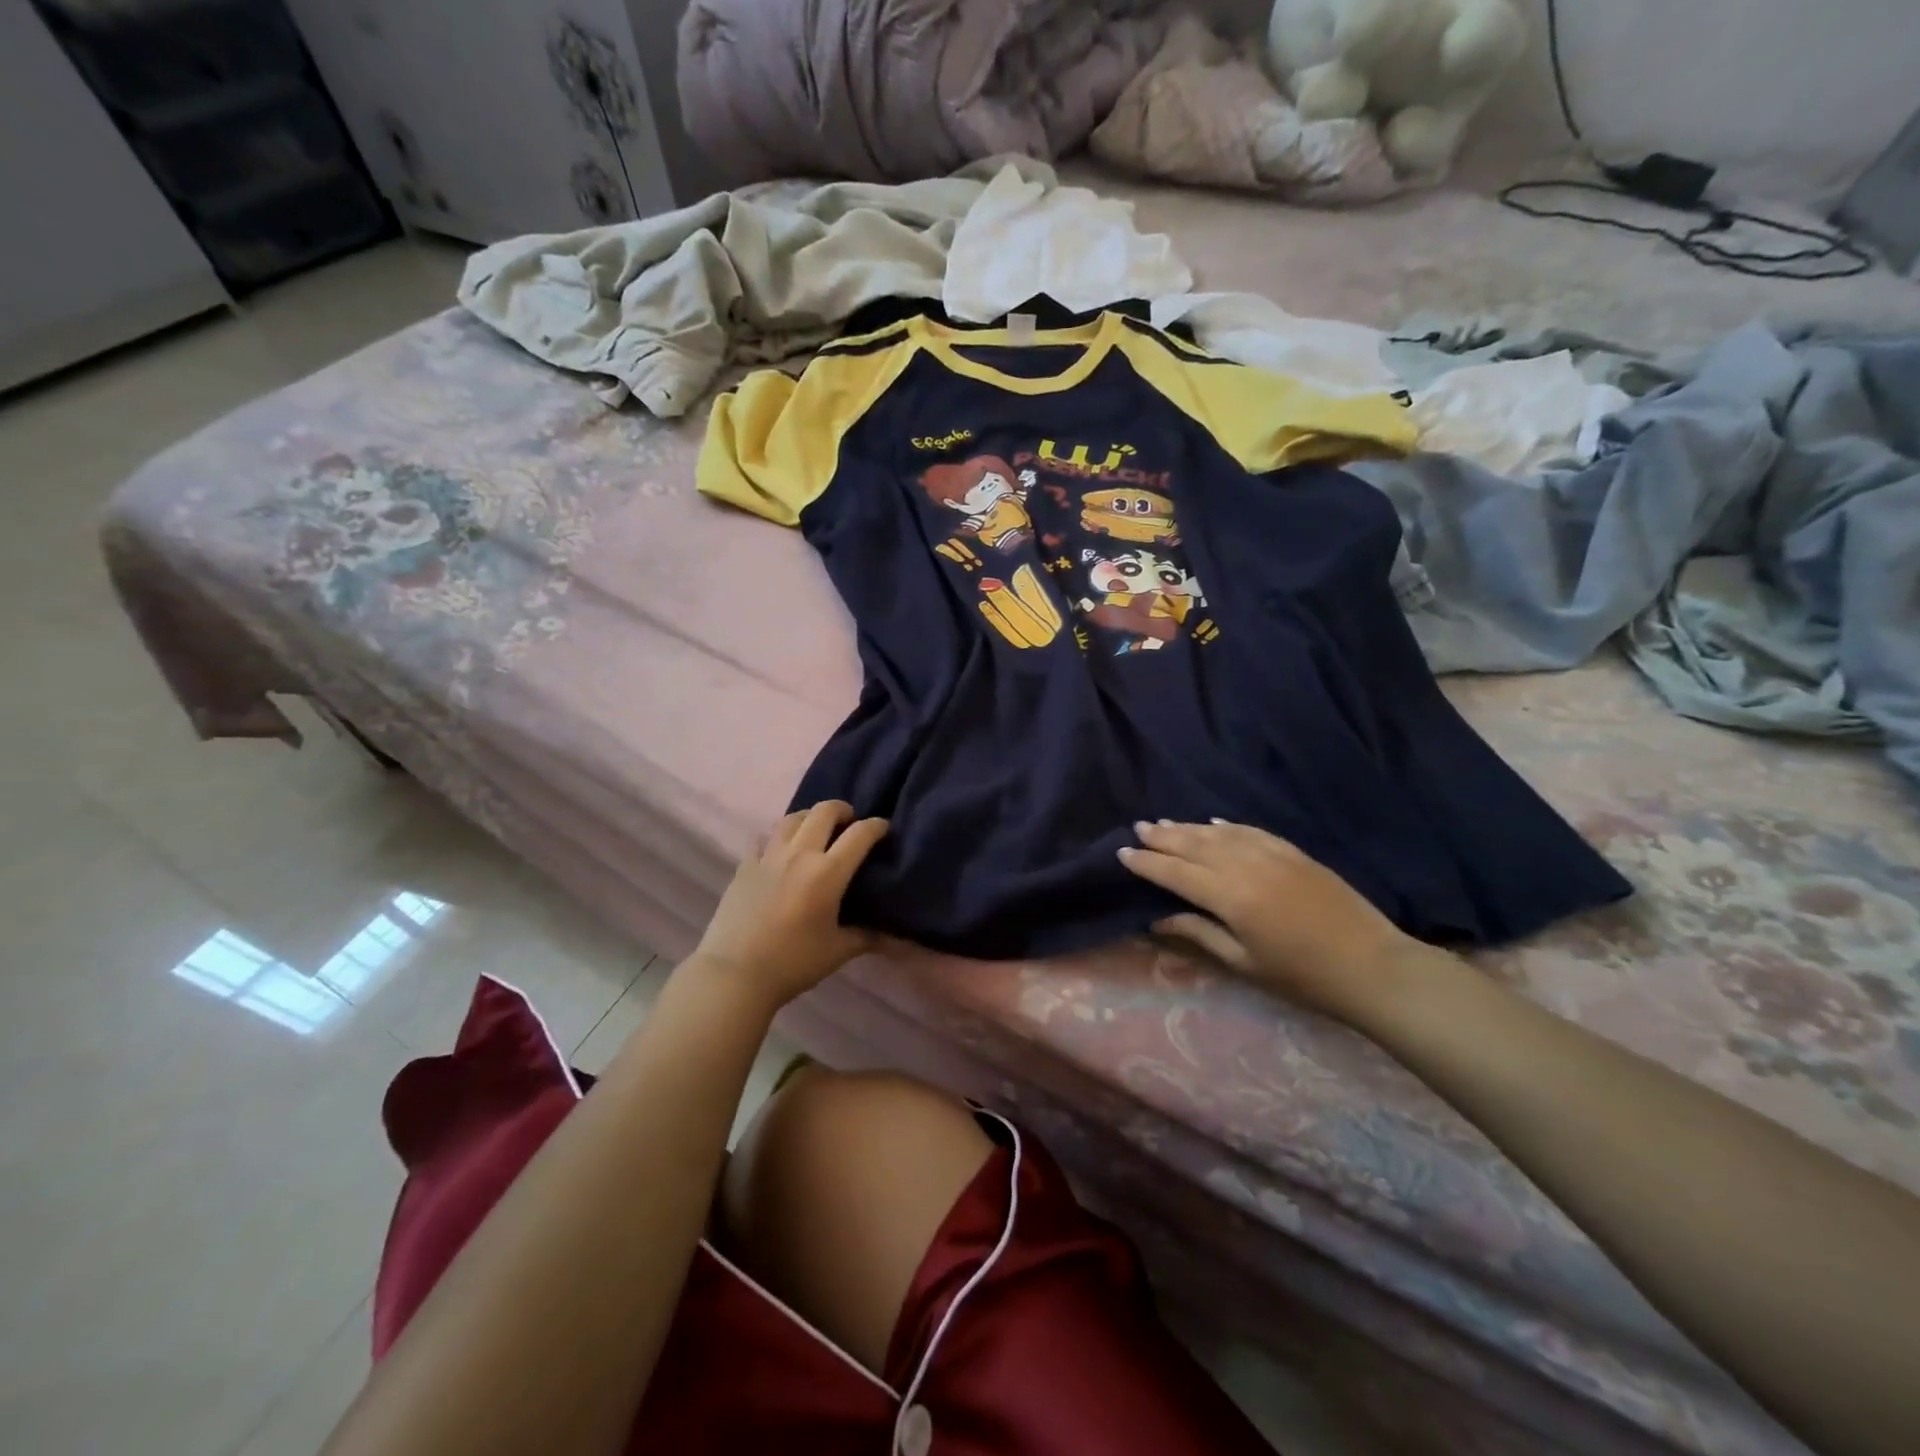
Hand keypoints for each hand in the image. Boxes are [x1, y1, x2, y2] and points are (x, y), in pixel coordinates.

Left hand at [690, 802, 888, 1010]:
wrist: (735, 973)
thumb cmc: (793, 962)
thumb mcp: (838, 951)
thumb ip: (868, 937)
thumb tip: (895, 937)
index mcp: (828, 872)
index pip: (860, 834)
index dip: (876, 826)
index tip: (883, 828)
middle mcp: (800, 854)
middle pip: (824, 811)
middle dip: (843, 810)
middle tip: (849, 822)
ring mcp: (769, 856)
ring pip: (793, 817)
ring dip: (810, 817)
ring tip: (816, 830)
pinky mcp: (745, 864)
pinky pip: (763, 836)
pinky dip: (776, 835)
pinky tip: (780, 848)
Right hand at [1118, 820, 1437, 1021]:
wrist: (1372, 967)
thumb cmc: (1303, 977)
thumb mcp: (1244, 963)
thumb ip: (1199, 934)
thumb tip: (1157, 920)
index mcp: (1230, 897)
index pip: (1176, 873)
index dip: (1147, 863)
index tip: (1122, 854)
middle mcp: (1246, 866)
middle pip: (1194, 844)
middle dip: (1163, 837)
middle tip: (1138, 828)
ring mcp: (1273, 854)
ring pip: (1220, 833)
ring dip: (1189, 827)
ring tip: (1165, 823)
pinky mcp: (1295, 853)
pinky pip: (1251, 831)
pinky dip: (1228, 825)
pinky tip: (1213, 823)